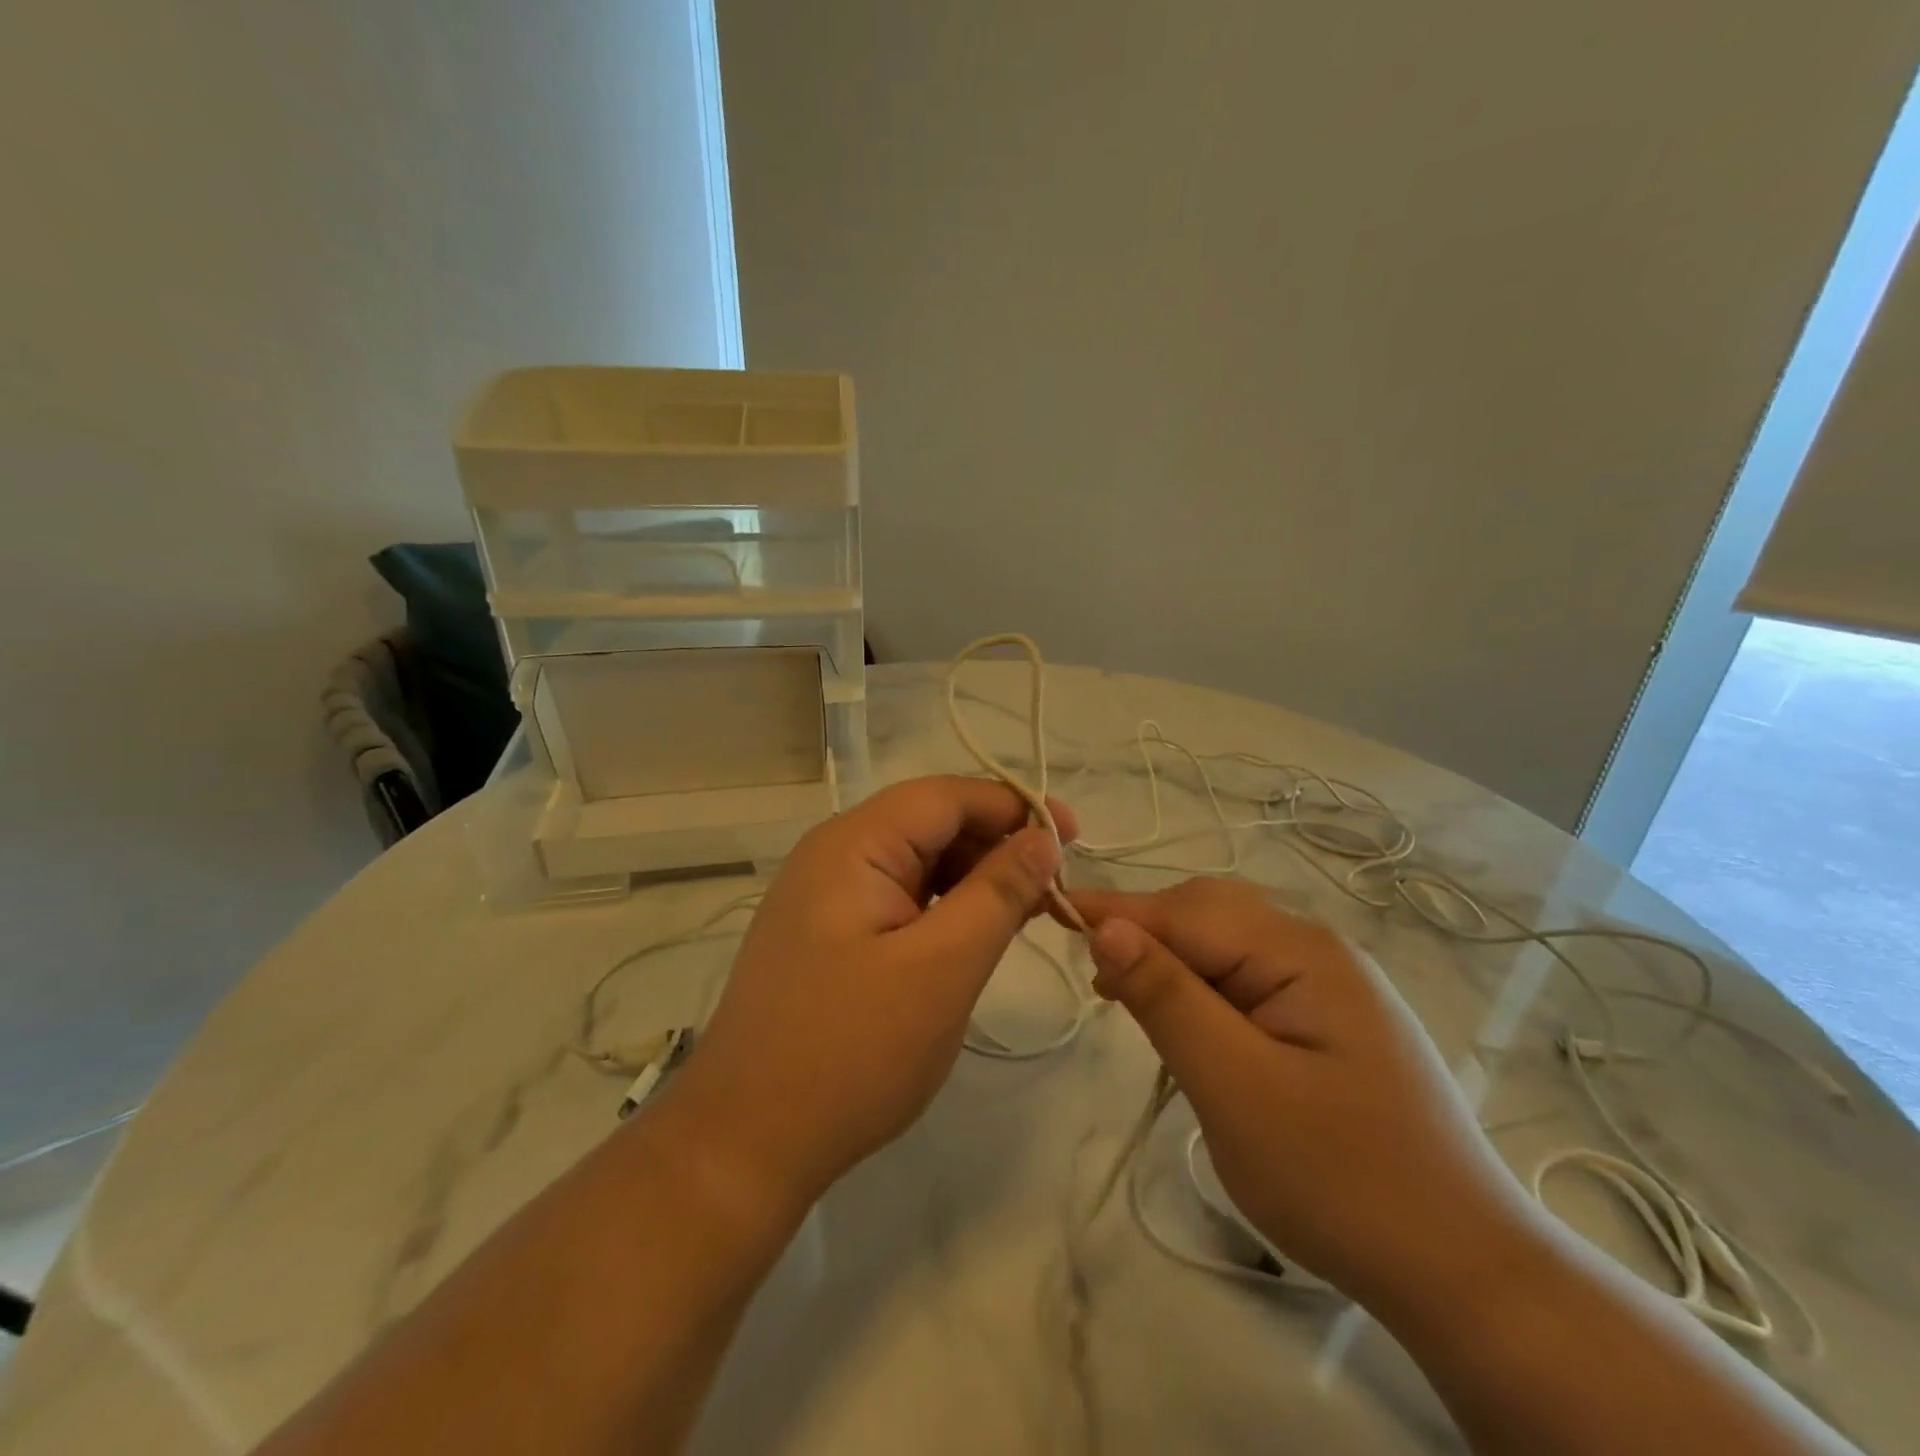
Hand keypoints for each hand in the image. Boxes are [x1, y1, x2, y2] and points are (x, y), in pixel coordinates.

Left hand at [667, 775, 1077, 1211]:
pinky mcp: (827, 933)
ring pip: (916, 861)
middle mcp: (834, 854)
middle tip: (1054, 889)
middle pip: (930, 823)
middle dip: (996, 845)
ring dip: (973, 878)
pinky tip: (974, 935)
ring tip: (1025, 914)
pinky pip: (897, 898)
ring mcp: (825, 895)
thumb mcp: (943, 967)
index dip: (1014, 806)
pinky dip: (943, 907)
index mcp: (854, 844)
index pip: (947, 795)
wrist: (746, 1142)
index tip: (1073, 838)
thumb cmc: (852, 1052)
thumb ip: (998, 892)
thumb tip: (1042, 837)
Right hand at [1071, 879, 1534, 1309]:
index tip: (1050, 913)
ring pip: (1224, 944)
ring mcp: (1327, 982)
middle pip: (1207, 914)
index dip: (1115, 911)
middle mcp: (1316, 948)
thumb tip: (1106, 926)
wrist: (1463, 1268)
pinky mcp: (1326, 1017)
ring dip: (1170, 960)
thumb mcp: (1235, 1088)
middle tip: (1095, 981)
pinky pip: (1246, 978)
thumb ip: (1168, 998)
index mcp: (1300, 951)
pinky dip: (1201, 987)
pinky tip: (1184, 1020)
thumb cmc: (1341, 1178)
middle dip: (1143, 933)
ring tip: (1127, 999)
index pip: (1184, 911)